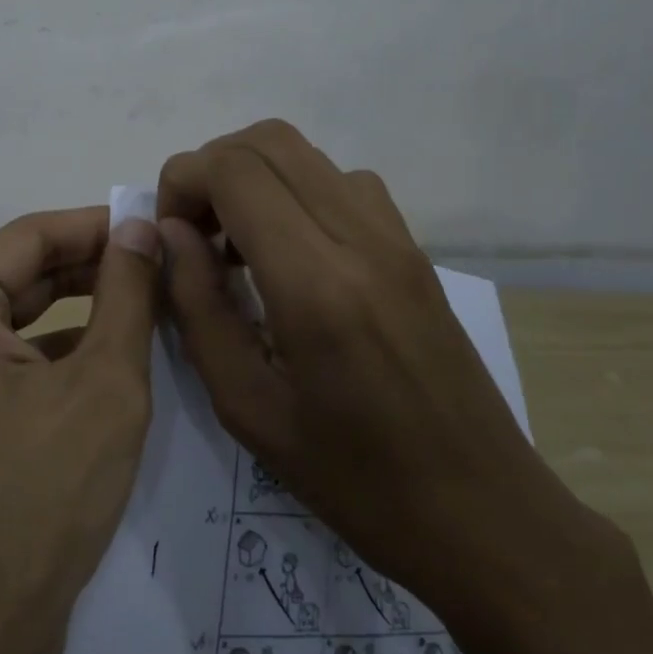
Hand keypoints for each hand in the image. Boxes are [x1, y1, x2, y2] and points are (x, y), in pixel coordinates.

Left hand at [0, 208, 162, 653]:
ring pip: (24, 311)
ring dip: (87, 305)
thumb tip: (140, 225)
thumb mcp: (104, 386)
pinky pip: (13, 350)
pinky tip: (118, 350)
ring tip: (156, 299)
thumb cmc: (39, 500)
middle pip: (26, 270)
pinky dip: (64, 346)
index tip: (164, 225)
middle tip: (170, 265)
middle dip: (98, 267)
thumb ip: (126, 293)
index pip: (34, 235)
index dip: (103, 226)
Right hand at [157, 120, 610, 621]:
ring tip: (235, 248)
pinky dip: (296, 193)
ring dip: (254, 179)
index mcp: (315, 283)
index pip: (234, 171)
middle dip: (212, 170)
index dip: (182, 182)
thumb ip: (199, 307)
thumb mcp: (248, 408)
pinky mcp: (414, 249)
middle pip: (269, 141)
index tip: (169, 235)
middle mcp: (361, 238)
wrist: (483, 512)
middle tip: (193, 234)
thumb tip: (170, 234)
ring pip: (307, 154)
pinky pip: (343, 184)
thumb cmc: (354, 480)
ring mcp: (396, 237)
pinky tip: (289, 257)